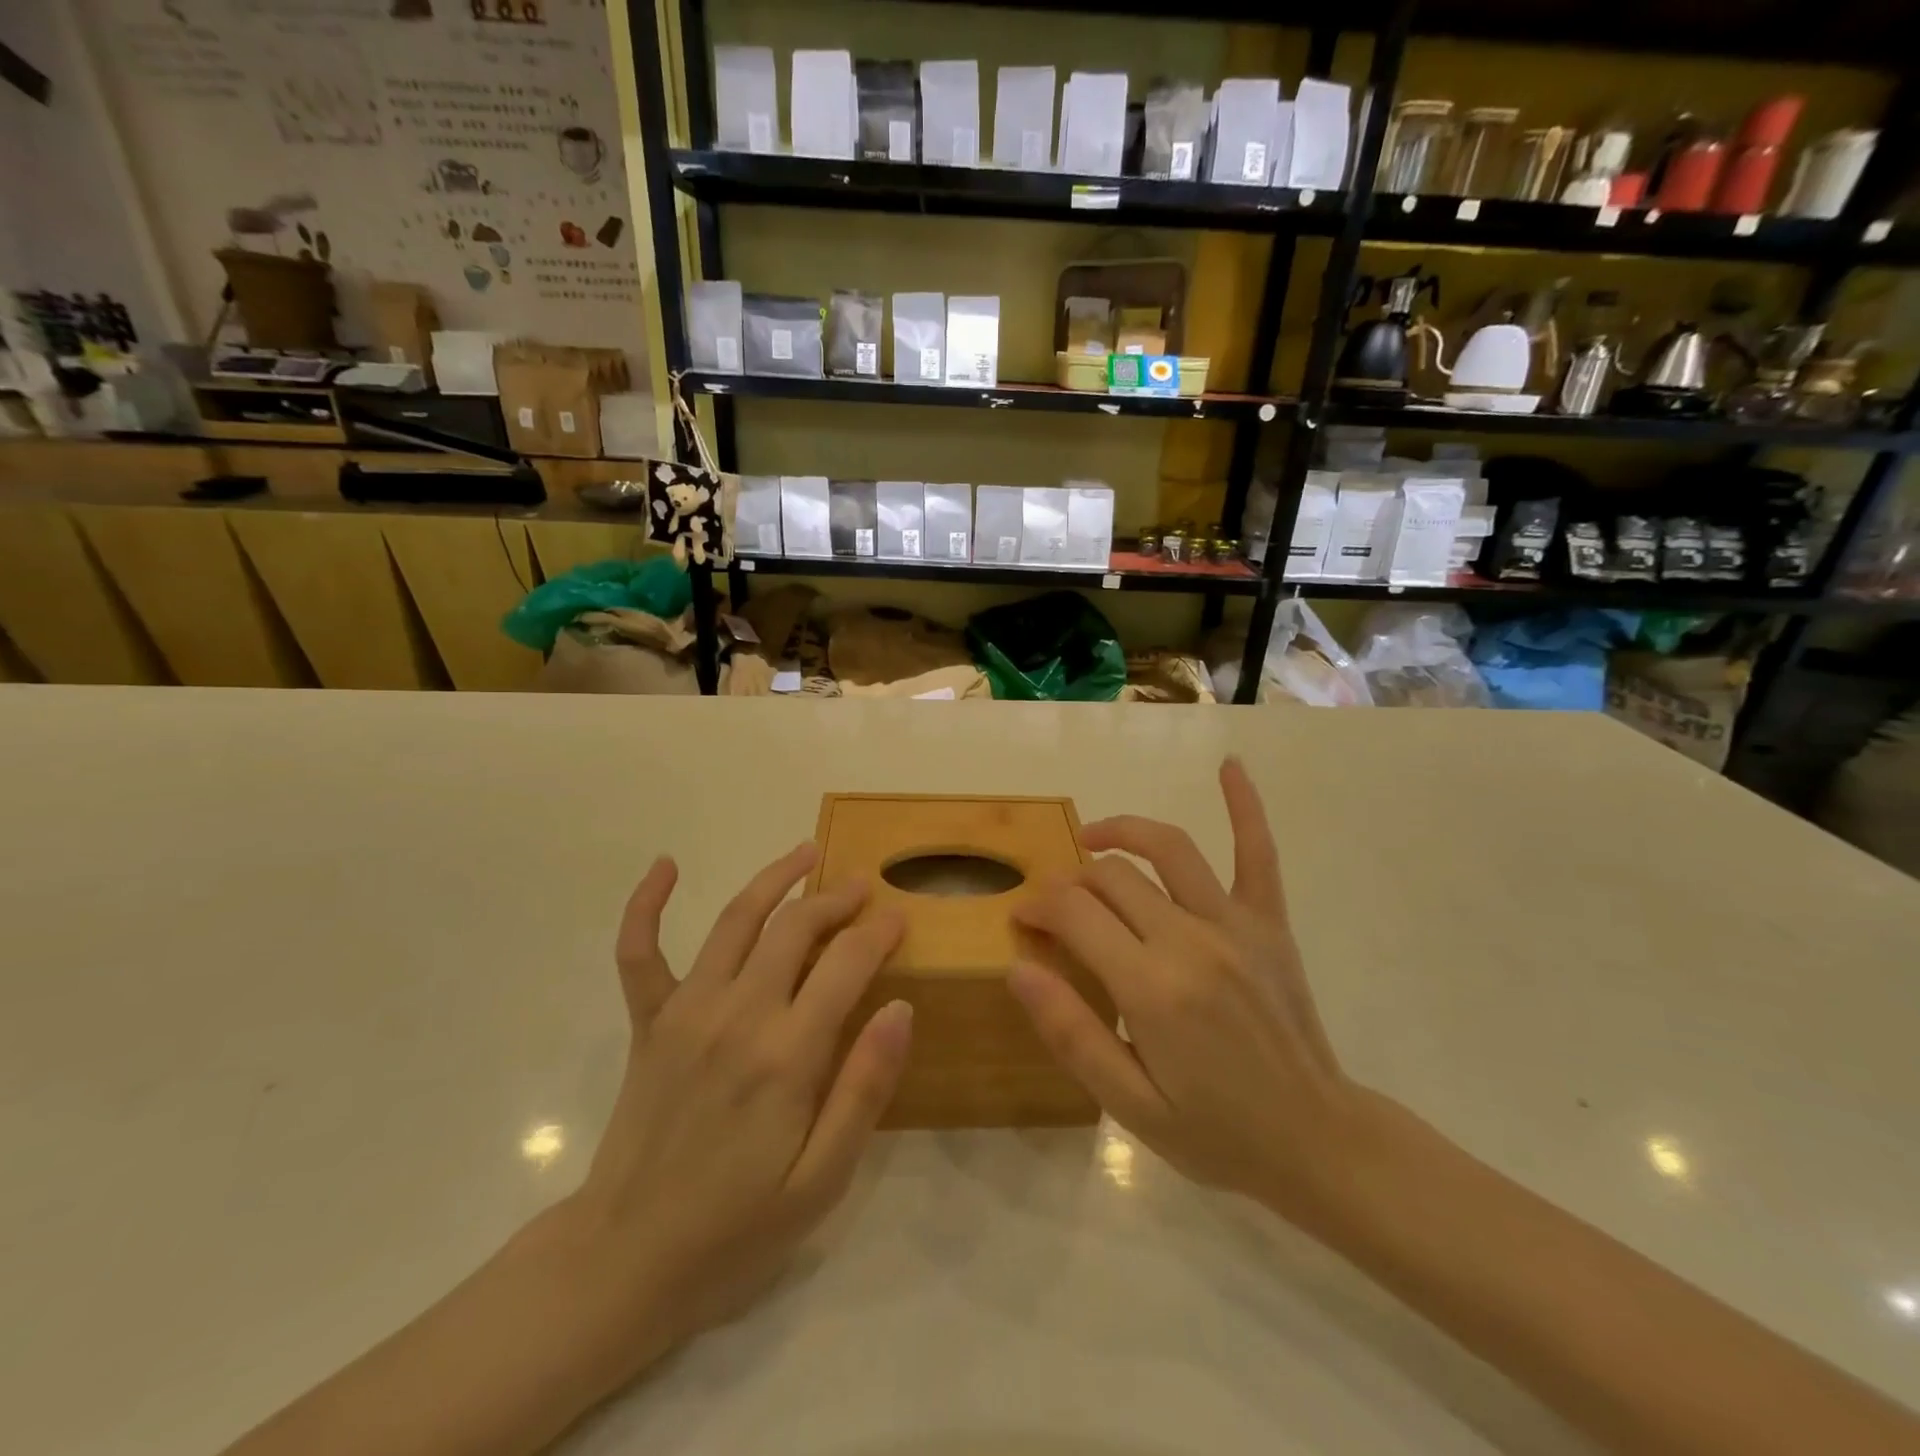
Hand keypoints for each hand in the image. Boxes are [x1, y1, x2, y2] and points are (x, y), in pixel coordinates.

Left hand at [568, 844, 912, 1355]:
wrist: (626, 1262)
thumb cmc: (736, 1230)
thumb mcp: (822, 1181)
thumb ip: (864, 1088)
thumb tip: (900, 1007)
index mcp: (787, 1055)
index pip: (845, 964)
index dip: (878, 933)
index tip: (900, 919)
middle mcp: (737, 1015)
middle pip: (795, 928)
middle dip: (835, 899)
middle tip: (862, 887)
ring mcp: (686, 1012)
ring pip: (735, 921)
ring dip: (773, 879)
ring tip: (805, 853)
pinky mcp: (648, 1023)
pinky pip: (640, 952)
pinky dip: (647, 904)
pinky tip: (665, 865)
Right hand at [1008, 759, 1366, 1220]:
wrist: (1316, 1143)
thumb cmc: (1215, 1132)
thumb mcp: (1129, 1104)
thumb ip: (1070, 1031)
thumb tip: (1018, 966)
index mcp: (1150, 987)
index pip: (1075, 913)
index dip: (1039, 905)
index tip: (1024, 918)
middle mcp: (1190, 940)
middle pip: (1113, 877)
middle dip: (1071, 880)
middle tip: (1055, 904)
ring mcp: (1236, 926)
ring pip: (1168, 849)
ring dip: (1124, 832)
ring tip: (1095, 837)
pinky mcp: (1269, 924)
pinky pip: (1258, 854)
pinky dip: (1245, 806)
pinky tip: (1230, 765)